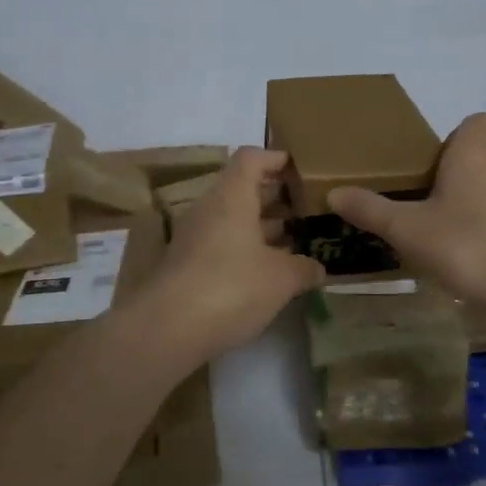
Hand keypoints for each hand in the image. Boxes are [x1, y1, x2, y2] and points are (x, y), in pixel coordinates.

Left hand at [145, 148, 324, 360]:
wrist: (167, 328)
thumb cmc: (231, 287)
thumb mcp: (281, 279)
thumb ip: (304, 268)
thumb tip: (318, 268)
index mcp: (232, 196)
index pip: (252, 158)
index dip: (277, 158)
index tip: (302, 170)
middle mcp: (210, 208)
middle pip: (243, 188)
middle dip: (276, 196)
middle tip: (308, 209)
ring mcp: (194, 237)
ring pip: (233, 219)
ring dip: (263, 226)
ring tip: (297, 240)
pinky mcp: (187, 264)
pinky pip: (223, 244)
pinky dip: (247, 249)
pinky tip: (269, 272)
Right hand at [327, 113, 485, 304]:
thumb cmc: (465, 245)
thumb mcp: (406, 229)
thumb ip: (370, 210)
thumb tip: (334, 193)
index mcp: (472, 157)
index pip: (479, 122)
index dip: (458, 133)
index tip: (433, 156)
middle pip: (478, 158)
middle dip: (450, 173)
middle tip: (417, 196)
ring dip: (465, 203)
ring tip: (433, 229)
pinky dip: (480, 230)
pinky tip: (458, 257)